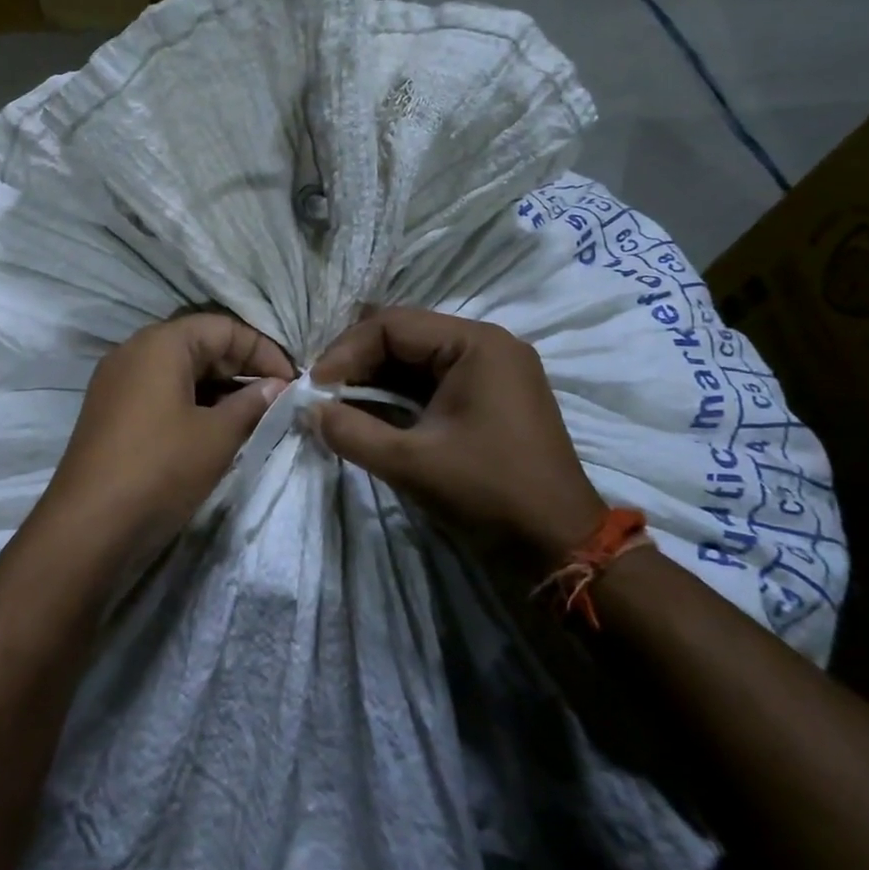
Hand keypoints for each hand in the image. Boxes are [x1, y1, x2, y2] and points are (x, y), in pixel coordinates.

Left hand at [37, 314, 292, 568]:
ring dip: (218, 388)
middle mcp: (134, 351)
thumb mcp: (218, 436)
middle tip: (275, 400)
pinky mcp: (111, 411)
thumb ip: (253, 403)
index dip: (263, 350)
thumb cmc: (160, 468)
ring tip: (251, 417)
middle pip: (199, 344)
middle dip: (241, 368)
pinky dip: (191, 403)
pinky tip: (214, 430)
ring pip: (179, 370)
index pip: (223, 327)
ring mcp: (117, 381)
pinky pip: (160, 392)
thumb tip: (278, 386)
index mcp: (160, 343)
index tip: (291, 382)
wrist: (89, 524)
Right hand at [310, 307, 604, 563]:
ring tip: (339, 403)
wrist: (560, 544)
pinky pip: (433, 379)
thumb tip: (308, 410)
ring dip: (375, 378)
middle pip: (404, 335)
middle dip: (357, 362)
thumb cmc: (488, 493)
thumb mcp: (410, 463)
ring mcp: (493, 369)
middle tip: (322, 393)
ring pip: (416, 357)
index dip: (345, 351)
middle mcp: (487, 344)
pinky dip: (398, 393)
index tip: (314, 387)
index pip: (391, 325)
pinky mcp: (491, 395)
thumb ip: (351, 431)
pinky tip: (371, 412)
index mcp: (475, 344)